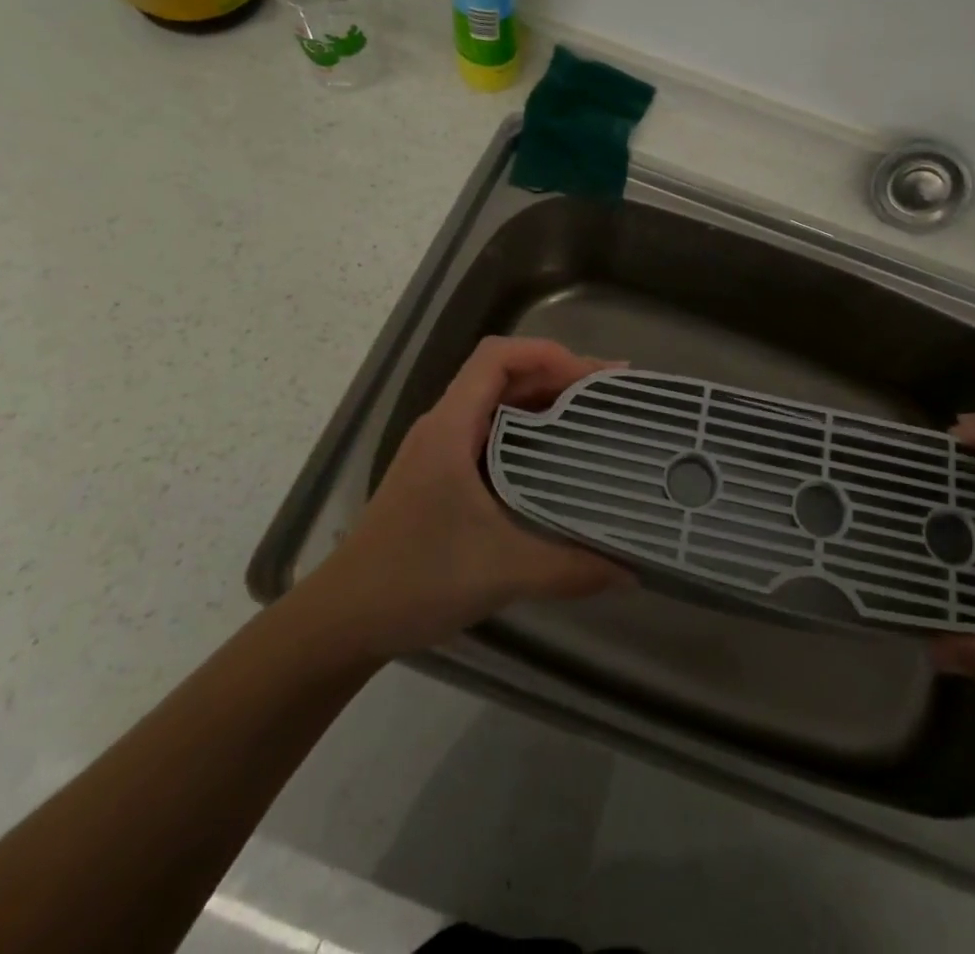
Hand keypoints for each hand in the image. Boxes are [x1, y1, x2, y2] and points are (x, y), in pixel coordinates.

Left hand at [318, 336, 629, 658]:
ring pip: (496, 405)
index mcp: (450, 428)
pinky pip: (490, 435)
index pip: (497, 357)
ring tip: (593, 419)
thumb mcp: (501, 572)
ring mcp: (439, 451)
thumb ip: (570, 570)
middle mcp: (443, 427)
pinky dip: (527, 434)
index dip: (548, 353)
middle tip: (609, 395)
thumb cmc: (414, 580)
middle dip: (557, 376)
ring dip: (543, 403)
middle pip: (502, 375)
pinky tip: (555, 461)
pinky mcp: (440, 476)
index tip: (593, 379)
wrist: (342, 621)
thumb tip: (632, 572)